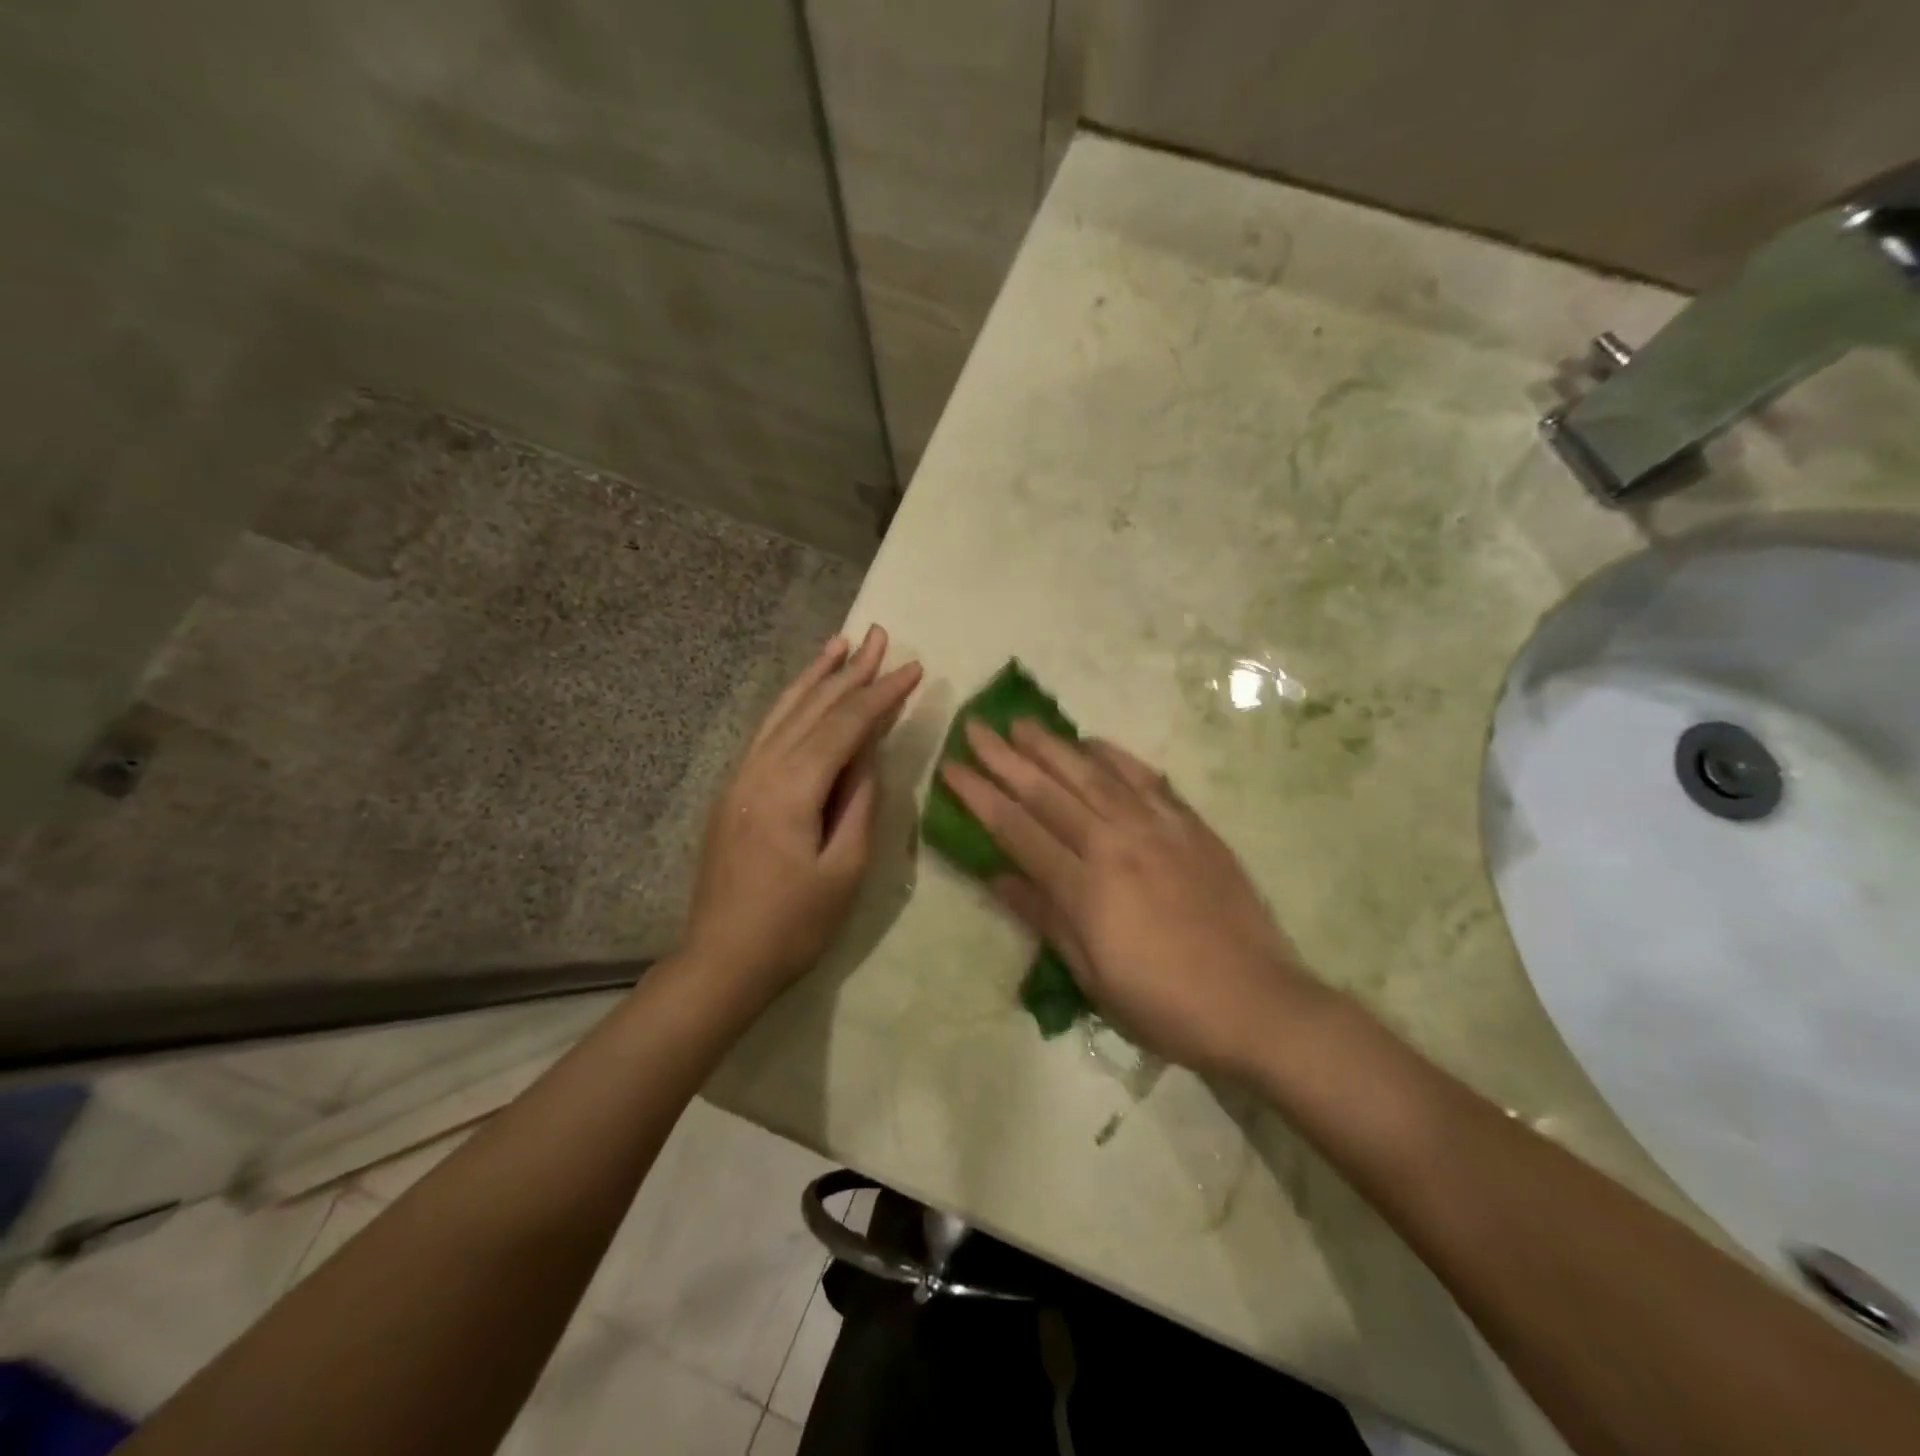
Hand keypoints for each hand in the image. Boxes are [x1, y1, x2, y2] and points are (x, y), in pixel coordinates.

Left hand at [684, 626, 921, 1001]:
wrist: (721, 961)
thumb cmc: (793, 925)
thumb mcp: (844, 870)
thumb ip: (860, 804)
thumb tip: (870, 754)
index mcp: (791, 788)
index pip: (845, 726)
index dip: (882, 695)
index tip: (914, 667)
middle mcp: (761, 768)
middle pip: (813, 708)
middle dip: (851, 671)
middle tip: (881, 636)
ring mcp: (741, 776)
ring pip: (784, 712)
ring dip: (816, 676)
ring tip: (840, 644)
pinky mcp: (735, 789)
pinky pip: (768, 731)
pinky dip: (791, 703)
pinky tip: (804, 692)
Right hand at [940, 721, 1320, 1076]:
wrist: (1257, 1003)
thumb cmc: (1165, 1005)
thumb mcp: (1093, 976)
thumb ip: (1045, 917)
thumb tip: (997, 876)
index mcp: (1085, 888)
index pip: (1017, 829)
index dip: (980, 796)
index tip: (951, 768)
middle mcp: (1115, 845)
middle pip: (1048, 792)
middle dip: (1005, 758)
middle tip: (976, 727)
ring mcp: (1157, 830)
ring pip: (1093, 776)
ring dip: (1053, 747)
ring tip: (1022, 723)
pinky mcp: (1191, 827)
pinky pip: (1148, 781)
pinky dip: (1117, 758)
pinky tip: (1094, 743)